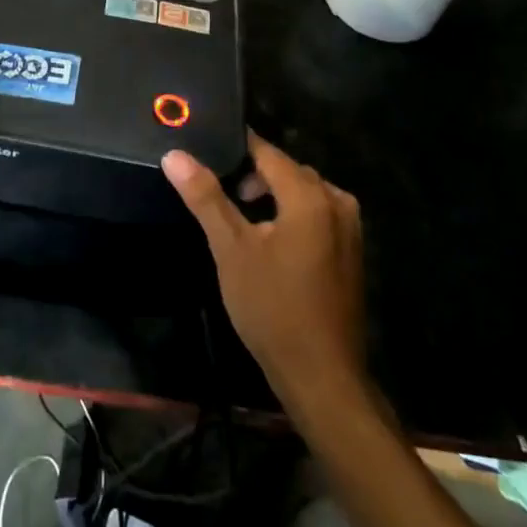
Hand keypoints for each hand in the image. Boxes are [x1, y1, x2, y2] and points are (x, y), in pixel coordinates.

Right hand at [164, 133, 365, 408]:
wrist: (322, 376)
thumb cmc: (273, 308)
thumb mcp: (231, 249)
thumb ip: (205, 197)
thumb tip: (175, 155)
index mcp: (309, 195)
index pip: (266, 151)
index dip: (235, 149)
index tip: (205, 151)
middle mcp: (336, 201)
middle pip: (286, 170)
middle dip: (252, 175)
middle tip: (217, 194)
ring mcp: (349, 228)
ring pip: (302, 192)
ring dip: (272, 195)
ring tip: (238, 218)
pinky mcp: (351, 251)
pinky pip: (316, 213)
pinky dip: (291, 214)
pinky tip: (267, 240)